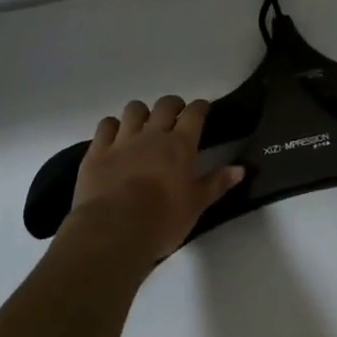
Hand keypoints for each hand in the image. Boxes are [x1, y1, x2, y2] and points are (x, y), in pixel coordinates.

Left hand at [66, 97, 243, 261]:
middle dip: (172, 105)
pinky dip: (112, 126)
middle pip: (164, 105)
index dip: (200, 107)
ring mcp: (122, 140)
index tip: (202, 109)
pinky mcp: (97, 151)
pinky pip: (105, 126)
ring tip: (143, 125)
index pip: (194, 114)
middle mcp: (152, 135)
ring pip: (133, 109)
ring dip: (141, 113)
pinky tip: (114, 136)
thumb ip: (216, 184)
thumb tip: (240, 169)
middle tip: (175, 116)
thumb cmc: (162, 221)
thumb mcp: (196, 206)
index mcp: (179, 146)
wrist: (114, 230)